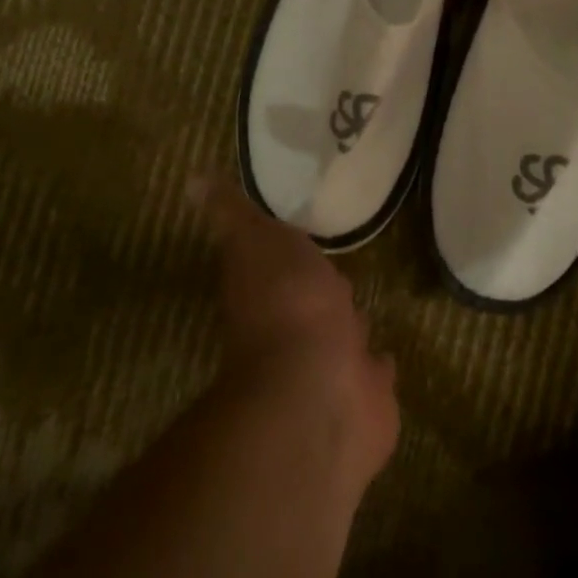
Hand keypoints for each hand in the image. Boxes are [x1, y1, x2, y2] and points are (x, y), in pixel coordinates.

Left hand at [192, 179, 399, 485]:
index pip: (278, 262)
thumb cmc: (288, 305)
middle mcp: (295, 329)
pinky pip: (373, 373)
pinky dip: (377, 365)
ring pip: (341, 335)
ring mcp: (330, 366)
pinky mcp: (364, 397)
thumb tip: (193, 180)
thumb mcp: (256, 240)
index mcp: (268, 289)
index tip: (300, 232)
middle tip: (337, 270)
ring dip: (348, 324)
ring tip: (361, 304)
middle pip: (312, 299)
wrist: (318, 391)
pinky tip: (384, 355)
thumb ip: (234, 214)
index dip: (287, 249)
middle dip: (322, 287)